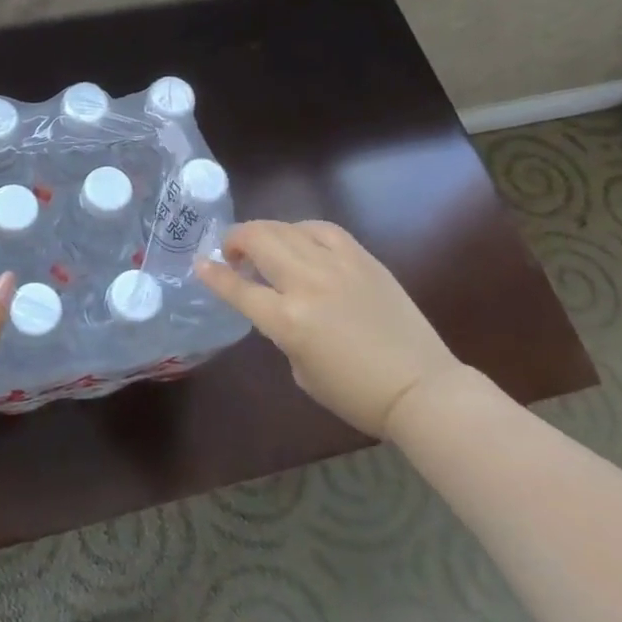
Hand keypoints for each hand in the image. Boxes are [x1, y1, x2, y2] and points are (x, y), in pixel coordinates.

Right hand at [197, 220, 462, 436]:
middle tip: (233, 253)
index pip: (238, 288)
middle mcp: (307, 284)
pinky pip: (323, 229)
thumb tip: (278, 306)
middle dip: (236, 240)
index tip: (200, 264)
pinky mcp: (363, 258)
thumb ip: (282, 331)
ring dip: (265, 233)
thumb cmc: (356, 394)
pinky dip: (303, 230)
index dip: (213, 274)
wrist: (421, 388)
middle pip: (258, 241)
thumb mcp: (301, 370)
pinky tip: (300, 240)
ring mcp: (337, 266)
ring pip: (287, 228)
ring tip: (263, 246)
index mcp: (288, 321)